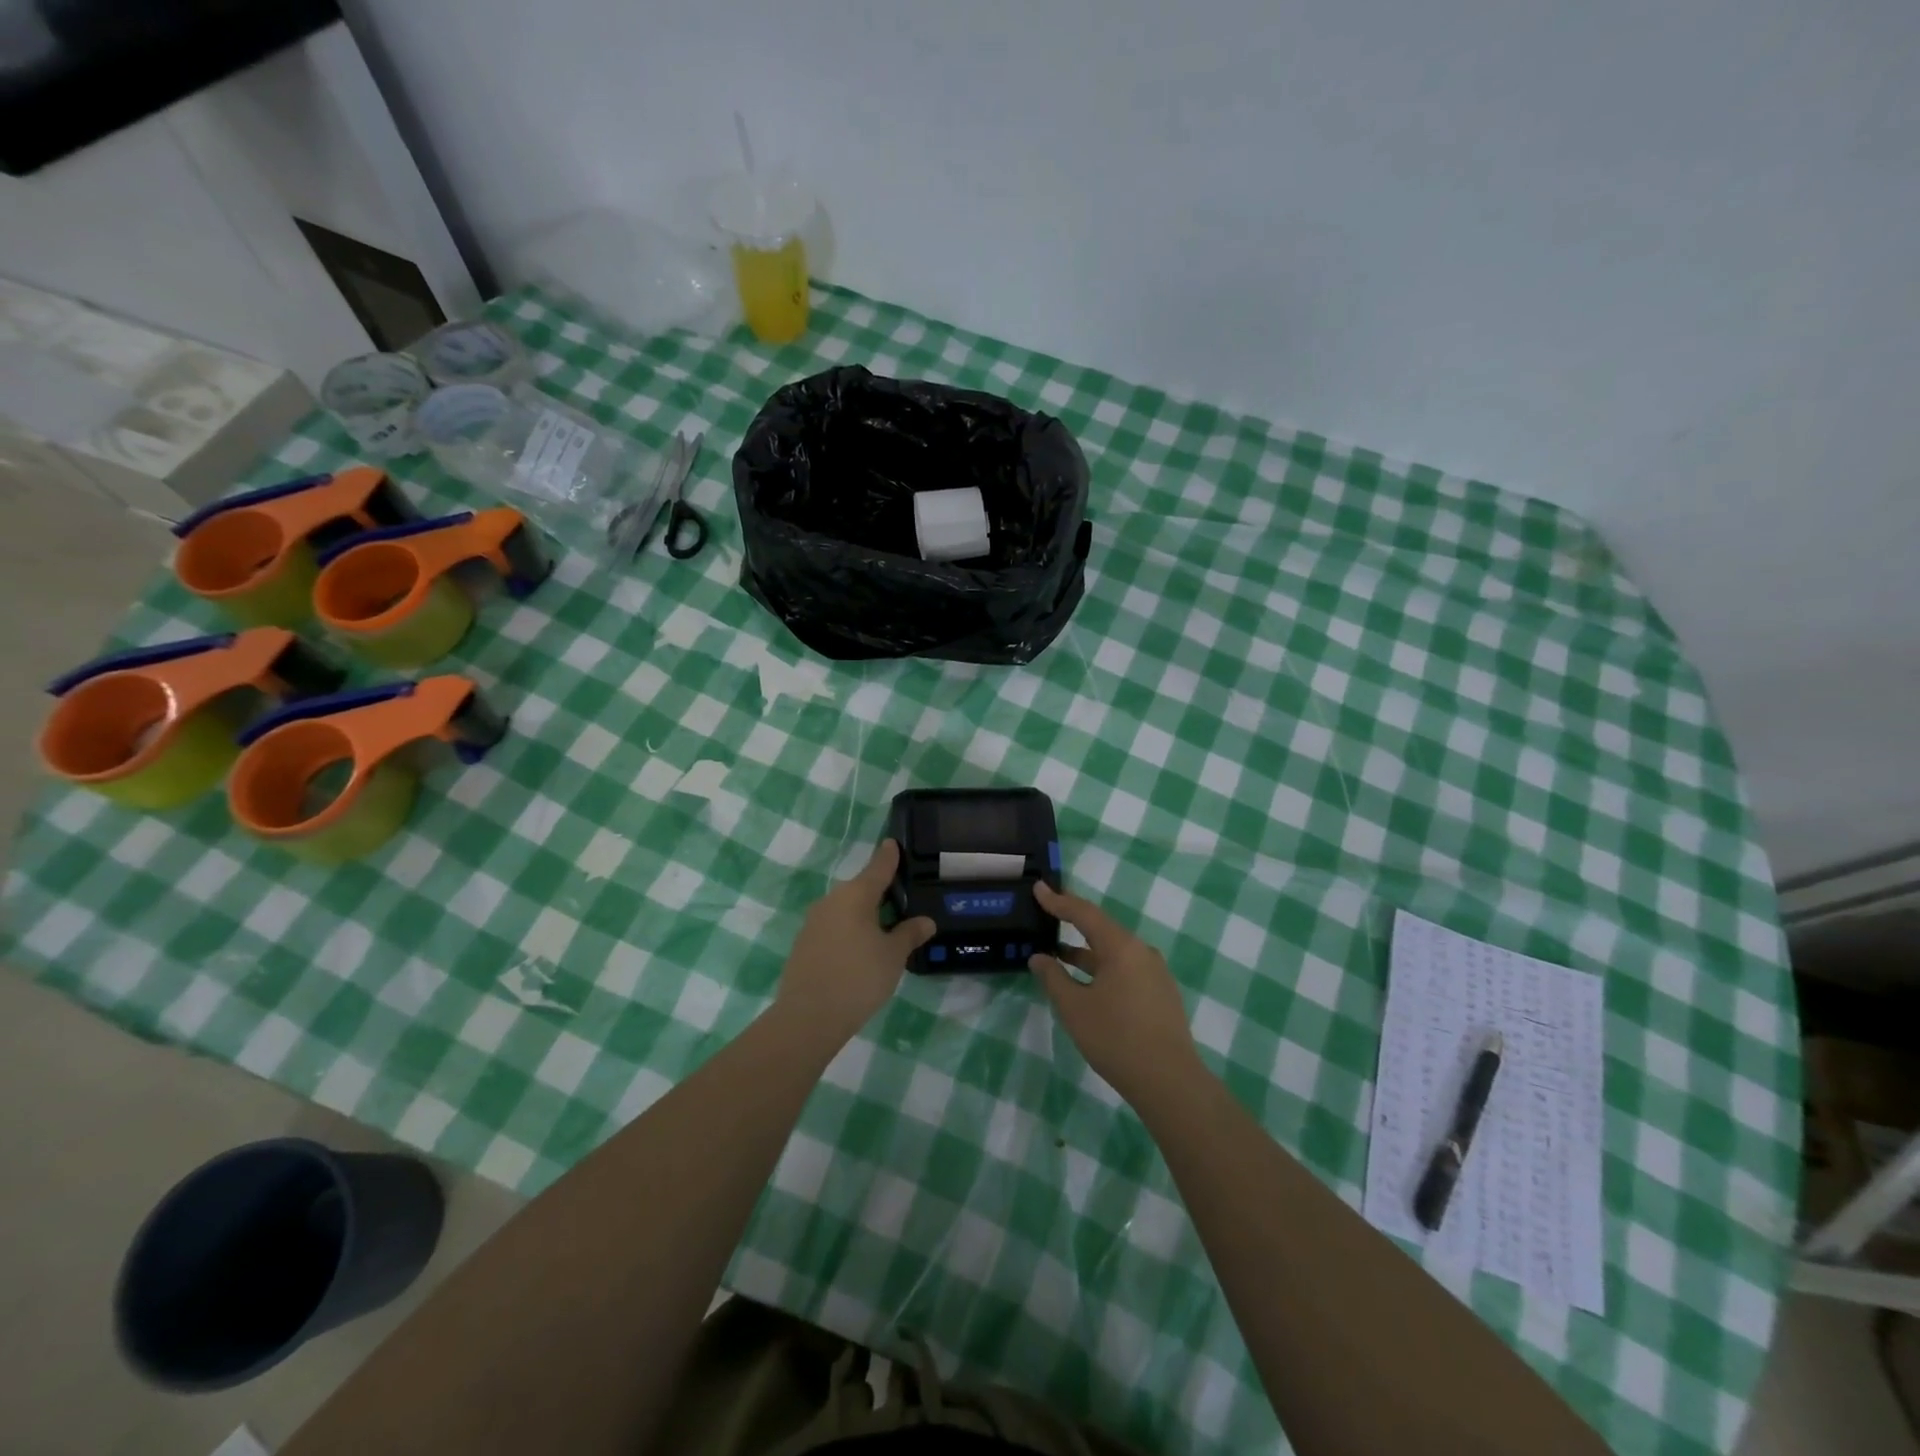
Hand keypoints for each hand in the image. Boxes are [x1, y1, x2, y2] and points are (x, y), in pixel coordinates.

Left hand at [776, 840, 934, 1048]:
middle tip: (902, 898)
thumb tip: (925, 921)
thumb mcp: (893, 956)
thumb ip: (910, 934)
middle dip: (880, 891)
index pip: (878, 867)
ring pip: (846, 908)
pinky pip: (834, 926)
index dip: (888, 856)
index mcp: (855, 895)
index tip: (893, 843)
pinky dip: (850, 930)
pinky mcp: (804, 943)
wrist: (808, 1017)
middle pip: (861, 888)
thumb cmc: (859, 978)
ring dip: (865, 913)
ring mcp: (814, 922)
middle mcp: (832, 901)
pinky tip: (861, 948)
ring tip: (886, 926)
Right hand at [1029, 882, 1201, 1101]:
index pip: (1084, 913)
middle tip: (1048, 916)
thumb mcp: (1075, 1008)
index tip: (1039, 888)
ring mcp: (1155, 973)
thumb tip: (1038, 957)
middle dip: (1073, 923)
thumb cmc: (1116, 1038)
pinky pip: (1126, 968)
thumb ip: (1053, 978)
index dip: (1059, 901)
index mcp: (1121, 947)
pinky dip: (1102, 968)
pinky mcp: (1160, 993)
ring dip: (1086, 951)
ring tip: (1059, 954)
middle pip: (1102, 929)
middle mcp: (1142, 952)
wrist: (1169, 1081)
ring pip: (1114, 952)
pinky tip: (1087, 983)